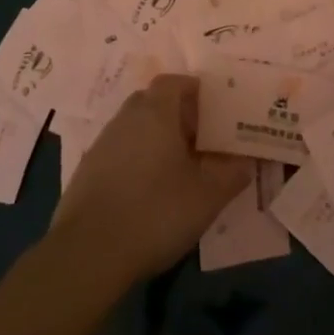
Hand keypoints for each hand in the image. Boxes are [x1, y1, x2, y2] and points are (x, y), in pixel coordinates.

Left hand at [50, 74, 251, 285]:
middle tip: (197, 139)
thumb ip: (231, 175)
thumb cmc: (155, 213)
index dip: (193, 89)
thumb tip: (247, 162)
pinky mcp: (86, 171)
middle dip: (175, 113)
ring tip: (174, 167)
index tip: (211, 109)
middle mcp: (126, 118)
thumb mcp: (206, 198)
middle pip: (152, 100)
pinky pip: (117, 151)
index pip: (174, 81)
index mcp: (156, 113)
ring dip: (153, 137)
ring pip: (134, 126)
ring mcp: (102, 144)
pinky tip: (146, 190)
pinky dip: (134, 159)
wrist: (87, 253)